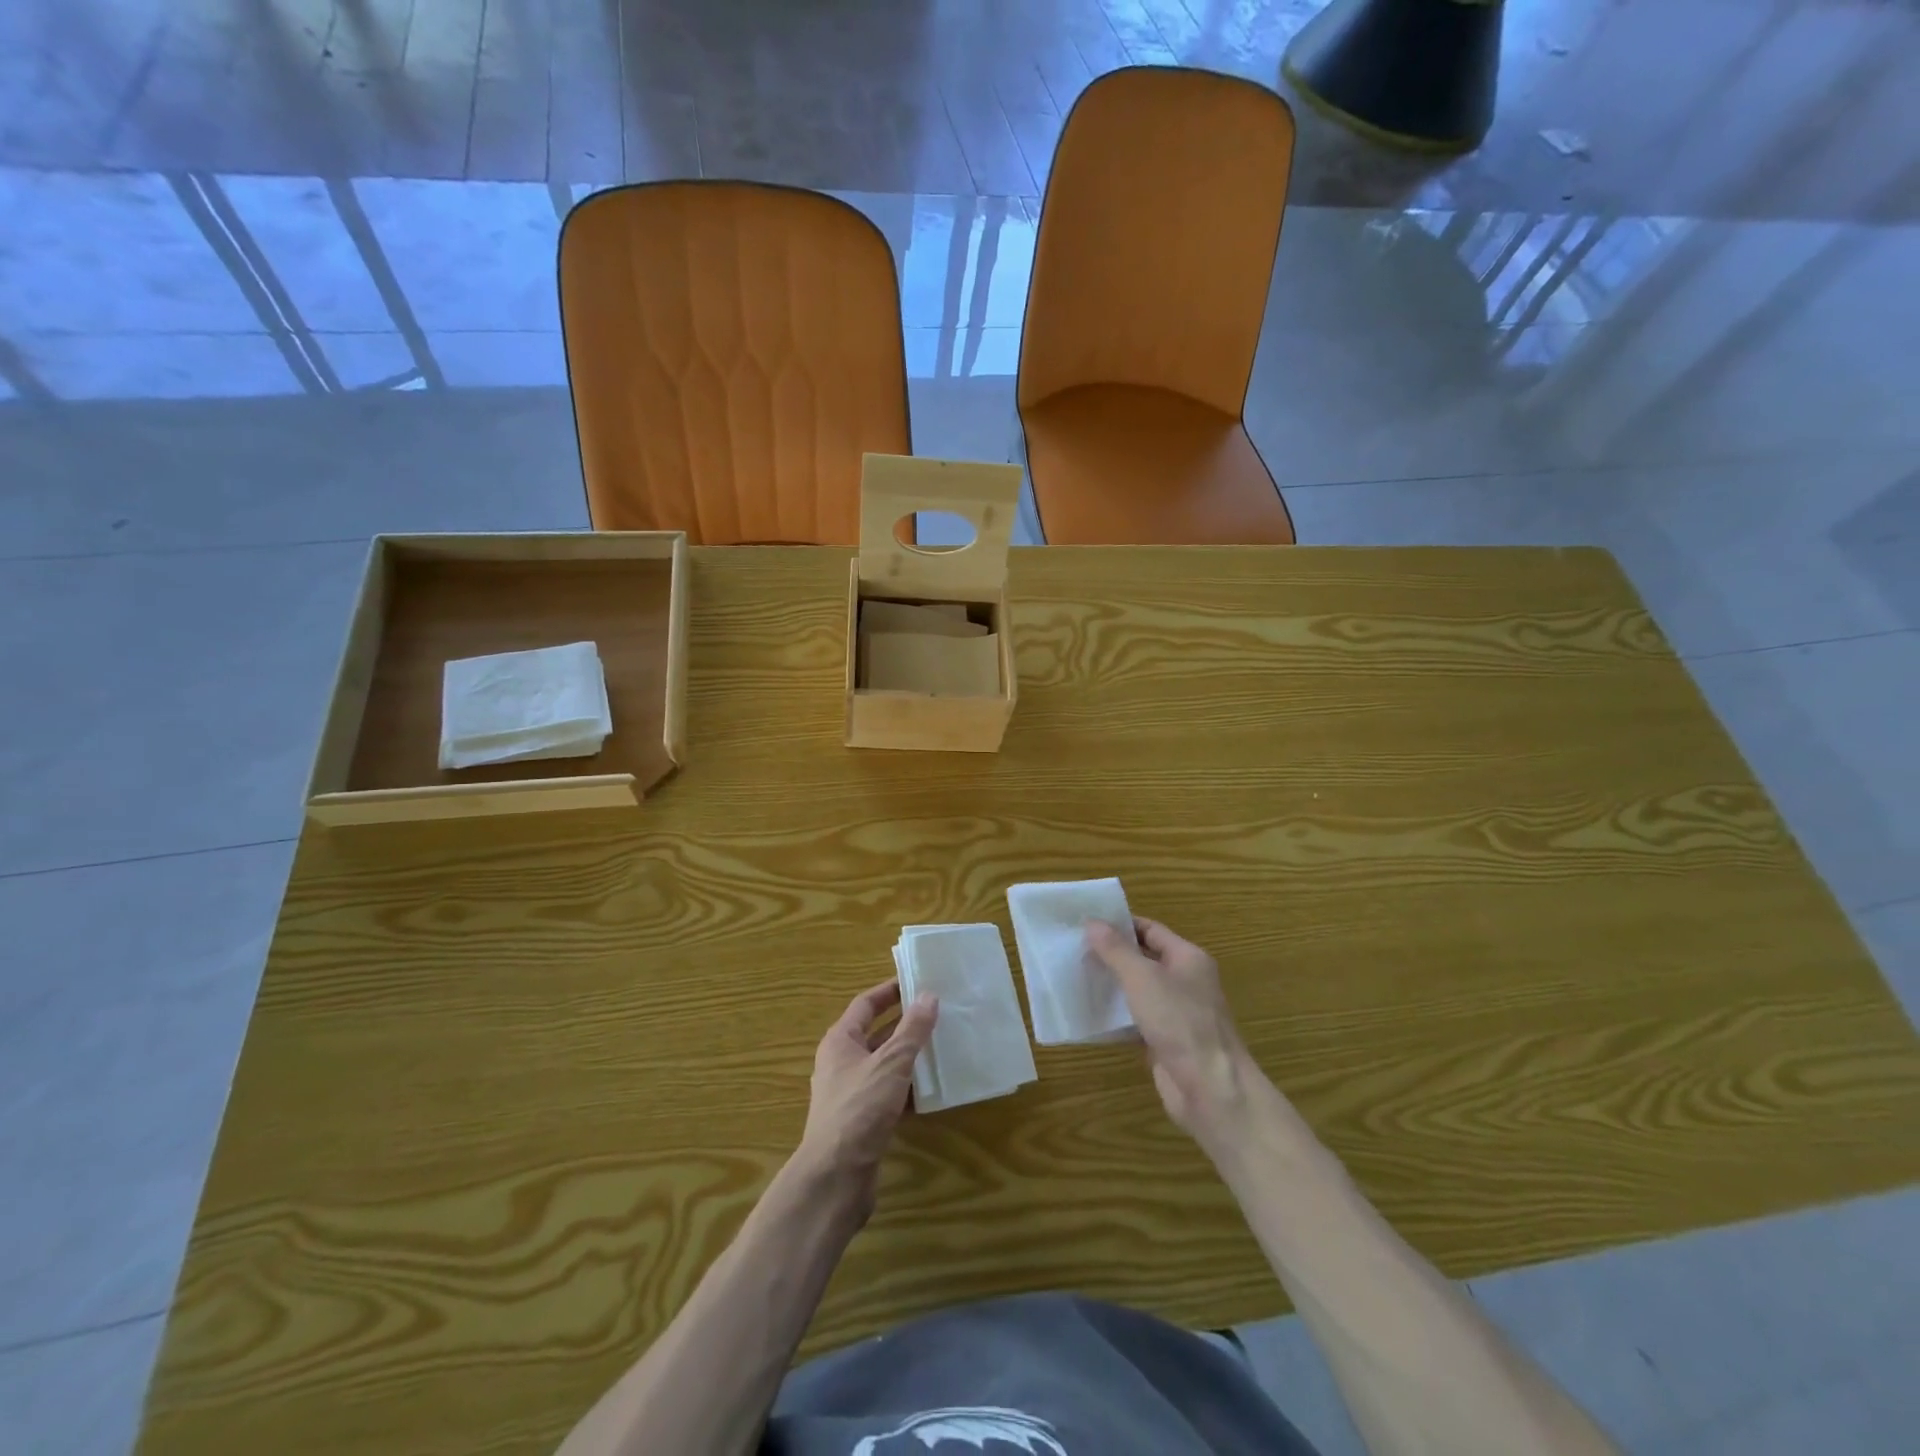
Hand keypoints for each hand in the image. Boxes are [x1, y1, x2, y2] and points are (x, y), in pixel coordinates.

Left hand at [797, 979, 938, 1222]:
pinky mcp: (862, 1121)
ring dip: (910, 1057)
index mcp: (840, 1041)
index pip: (866, 1004)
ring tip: (943, 1046)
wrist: (835, 1177)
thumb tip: (928, 995)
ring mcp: (851, 1094)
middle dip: (905, 1024)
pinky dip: (908, 1089)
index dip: (890, 991)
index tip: (917, 981)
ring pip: (884, 1065)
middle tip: (938, 1013)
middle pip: (876, 1034)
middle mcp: (841, 1063)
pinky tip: (933, 1090)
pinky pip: (889, 1094)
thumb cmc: (859, 1109)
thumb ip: (912, 1030)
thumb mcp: (891, 1063)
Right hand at [1086, 917, 1255, 1148]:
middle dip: (1112, 955)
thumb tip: (1092, 923)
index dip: (1120, 925)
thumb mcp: (1143, 977)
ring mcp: (1176, 1013)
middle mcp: (1185, 981)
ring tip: (1075, 977)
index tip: (1086, 923)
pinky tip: (1089, 1014)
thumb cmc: (1180, 1021)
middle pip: (1144, 959)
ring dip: (1112, 986)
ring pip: (1138, 991)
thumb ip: (1116, 950)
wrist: (1210, 1088)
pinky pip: (1136, 1020)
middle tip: (1075, 949)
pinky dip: (1116, 1017)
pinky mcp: (1165, 1041)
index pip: (1150, 930)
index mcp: (1188, 958)